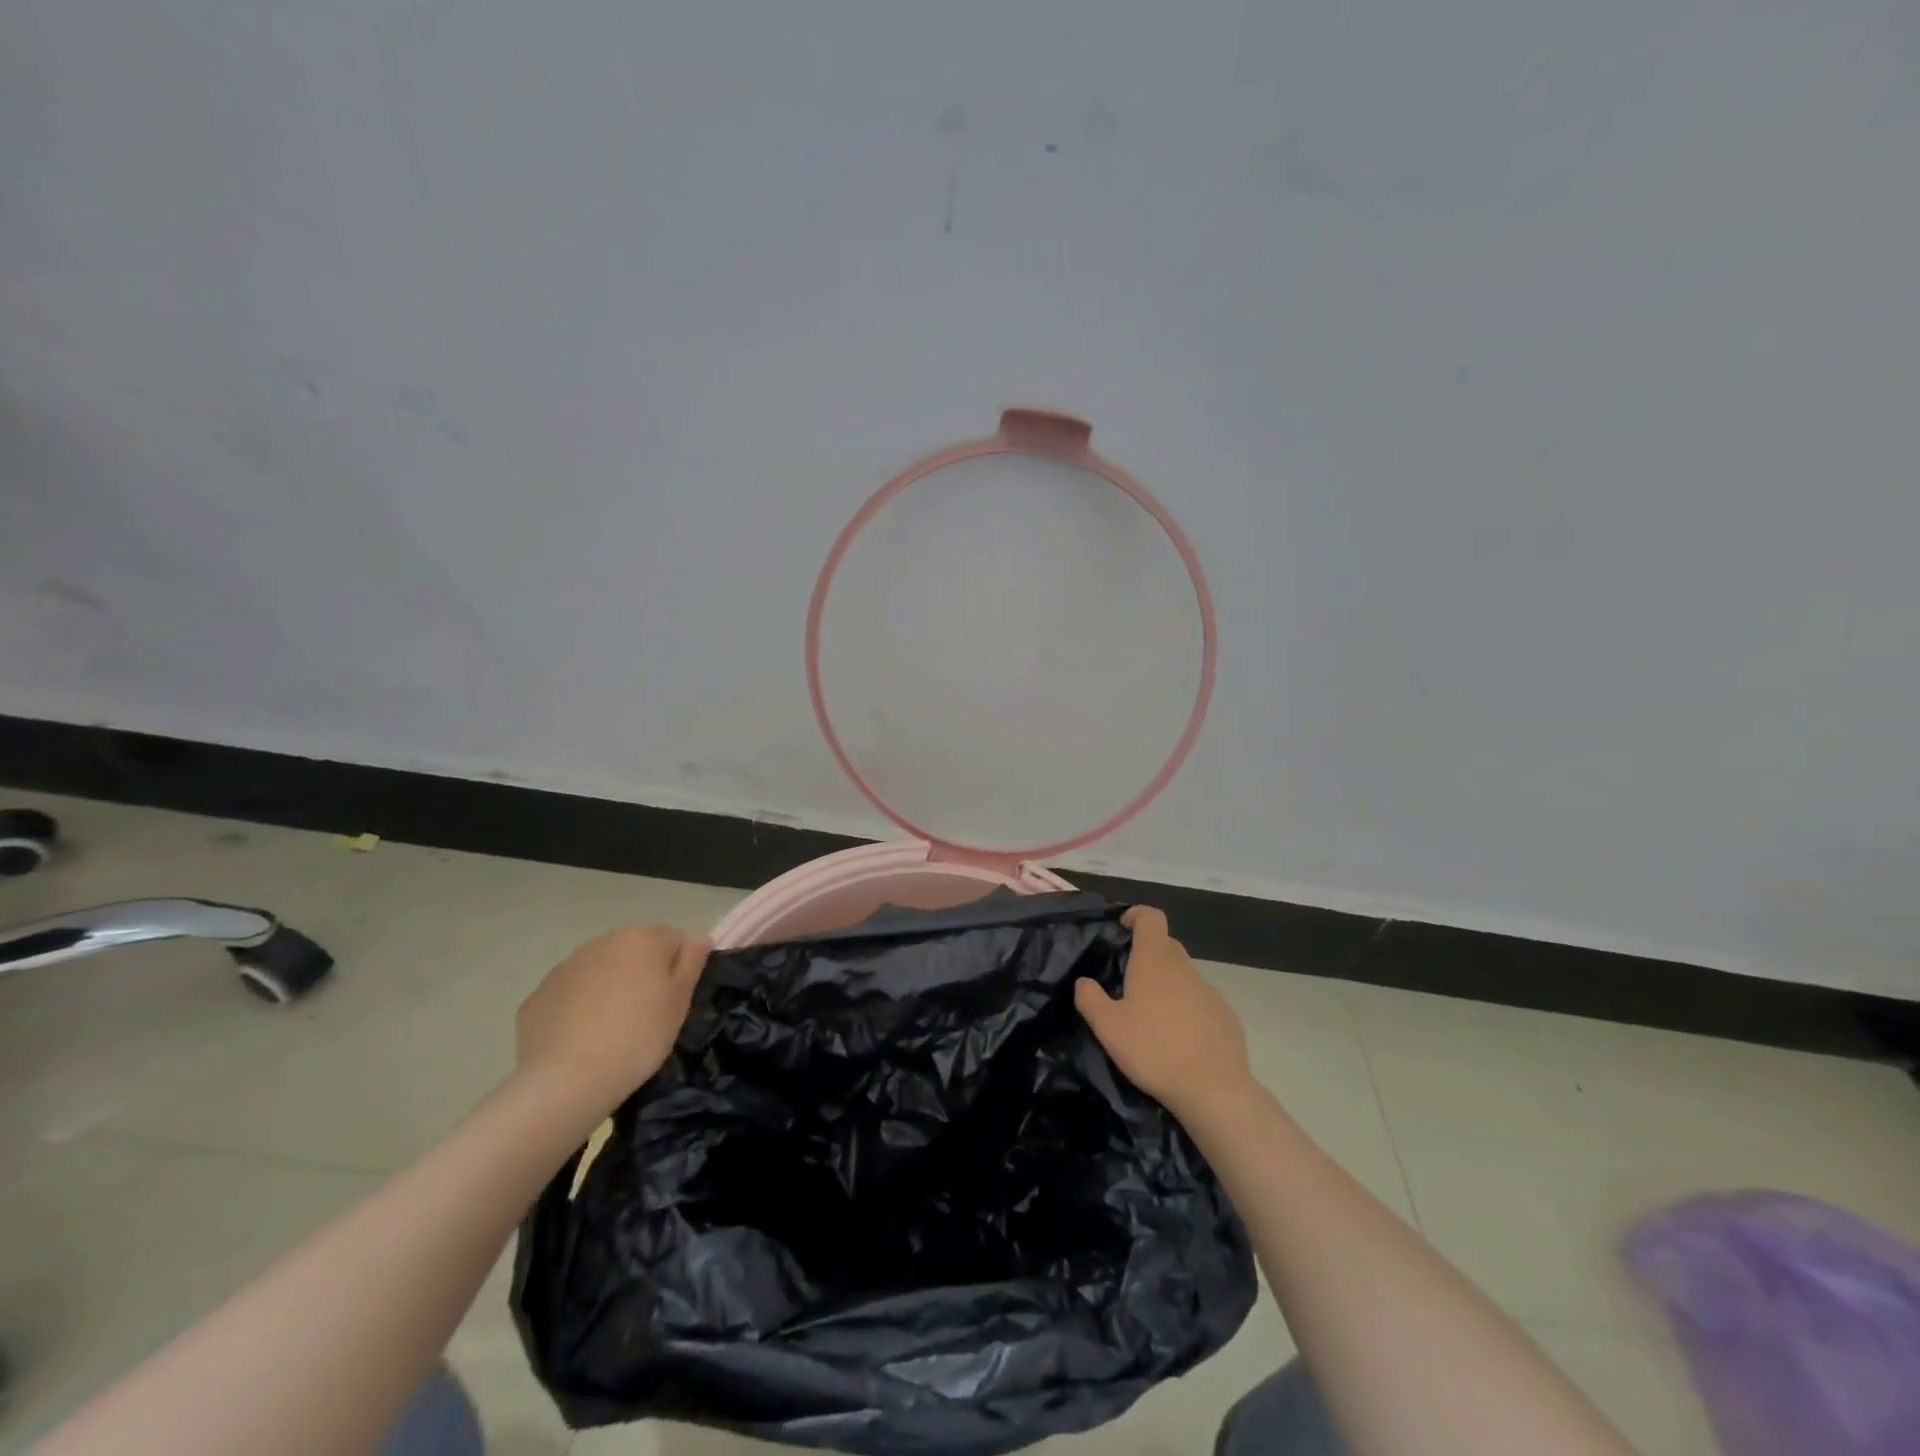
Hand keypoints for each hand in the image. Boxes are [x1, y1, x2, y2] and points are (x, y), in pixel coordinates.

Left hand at [515, 925, 709, 1120]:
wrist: (567, 1081)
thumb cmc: (638, 1036)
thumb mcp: (680, 1001)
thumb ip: (692, 961)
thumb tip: (697, 938)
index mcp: (642, 938)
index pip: (673, 939)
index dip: (678, 968)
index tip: (674, 1001)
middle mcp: (602, 941)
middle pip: (634, 951)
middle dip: (642, 974)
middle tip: (646, 1016)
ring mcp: (565, 967)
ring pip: (600, 971)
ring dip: (610, 988)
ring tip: (612, 1030)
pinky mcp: (538, 996)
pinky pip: (570, 995)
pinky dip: (579, 1009)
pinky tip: (582, 1040)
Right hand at [1075, 906, 1251, 1117]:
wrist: (1213, 1089)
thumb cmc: (1153, 1050)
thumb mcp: (1108, 1027)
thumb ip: (1090, 999)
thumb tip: (1083, 982)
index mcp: (1154, 961)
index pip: (1151, 917)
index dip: (1137, 915)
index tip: (1123, 927)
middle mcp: (1184, 968)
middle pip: (1166, 945)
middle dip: (1147, 953)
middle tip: (1128, 980)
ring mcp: (1209, 991)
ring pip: (1183, 974)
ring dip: (1167, 983)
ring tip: (1152, 1015)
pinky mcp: (1226, 1015)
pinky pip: (1200, 1000)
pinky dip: (1187, 1007)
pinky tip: (1179, 1037)